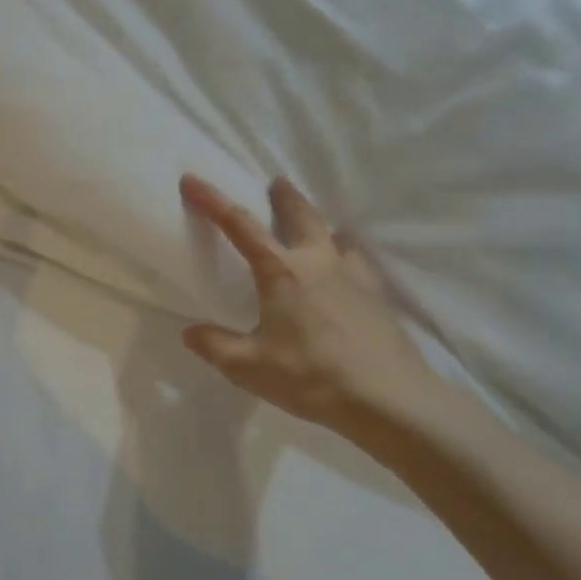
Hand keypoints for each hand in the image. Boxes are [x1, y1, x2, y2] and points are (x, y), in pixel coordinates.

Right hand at [179, 174, 448, 451]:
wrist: (390, 399)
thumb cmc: (312, 377)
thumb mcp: (249, 368)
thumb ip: (215, 346)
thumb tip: (190, 332)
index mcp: (281, 272)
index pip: (239, 225)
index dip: (212, 200)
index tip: (192, 179)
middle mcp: (318, 262)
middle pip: (300, 214)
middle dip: (283, 196)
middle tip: (275, 183)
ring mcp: (354, 276)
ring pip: (335, 234)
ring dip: (319, 224)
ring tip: (313, 227)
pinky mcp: (378, 296)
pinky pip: (357, 261)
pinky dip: (345, 254)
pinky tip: (346, 269)